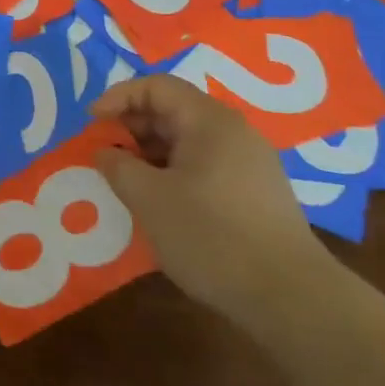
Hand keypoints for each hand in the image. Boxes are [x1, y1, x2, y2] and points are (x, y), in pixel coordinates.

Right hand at [92, 74, 331, 330]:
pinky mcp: (256, 193)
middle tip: (105, 154)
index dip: (118, 98)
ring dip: (151, 153)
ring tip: (127, 181)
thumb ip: (117, 166)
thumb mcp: (148, 198)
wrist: (292, 299)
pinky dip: (174, 173)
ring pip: (188, 141)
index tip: (92, 125)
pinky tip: (161, 204)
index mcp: (210, 121)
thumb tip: (105, 151)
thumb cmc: (212, 236)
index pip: (156, 86)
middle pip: (173, 110)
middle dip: (132, 127)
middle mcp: (234, 132)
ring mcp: (250, 163)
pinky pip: (204, 165)